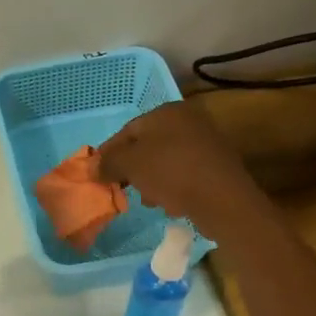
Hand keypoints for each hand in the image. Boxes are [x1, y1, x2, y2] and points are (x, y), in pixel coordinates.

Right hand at [96, 102, 270, 240]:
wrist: (222, 199)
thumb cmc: (171, 172)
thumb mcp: (130, 165)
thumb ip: (108, 162)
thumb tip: (93, 167)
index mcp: (167, 111)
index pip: (128, 130)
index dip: (109, 153)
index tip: (97, 173)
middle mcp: (188, 120)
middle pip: (148, 146)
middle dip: (132, 169)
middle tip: (121, 188)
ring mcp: (205, 143)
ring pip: (165, 162)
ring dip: (151, 180)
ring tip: (148, 200)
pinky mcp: (216, 167)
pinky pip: (183, 174)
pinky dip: (172, 186)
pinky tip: (169, 203)